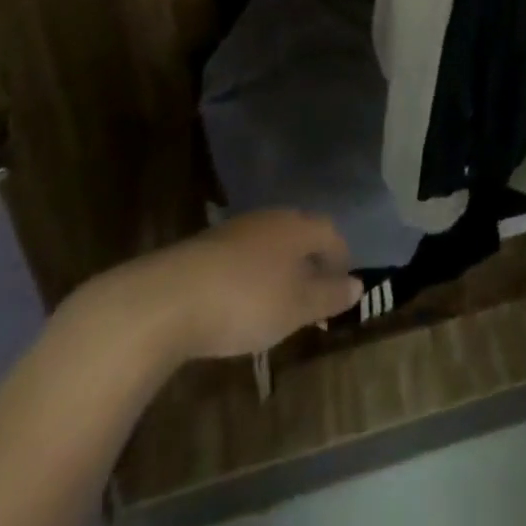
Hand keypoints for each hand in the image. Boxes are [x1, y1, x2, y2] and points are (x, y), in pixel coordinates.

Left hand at [87, 210, 364, 364]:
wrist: (167, 299)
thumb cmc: (245, 301)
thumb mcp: (296, 307)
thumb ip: (329, 296)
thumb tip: (358, 284)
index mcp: (297, 226)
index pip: (331, 233)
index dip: (341, 258)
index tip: (343, 286)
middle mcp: (270, 218)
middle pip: (300, 233)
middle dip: (311, 260)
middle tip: (313, 294)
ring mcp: (235, 230)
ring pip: (270, 243)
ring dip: (280, 267)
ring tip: (277, 301)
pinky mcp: (206, 247)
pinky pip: (242, 256)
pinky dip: (251, 275)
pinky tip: (240, 301)